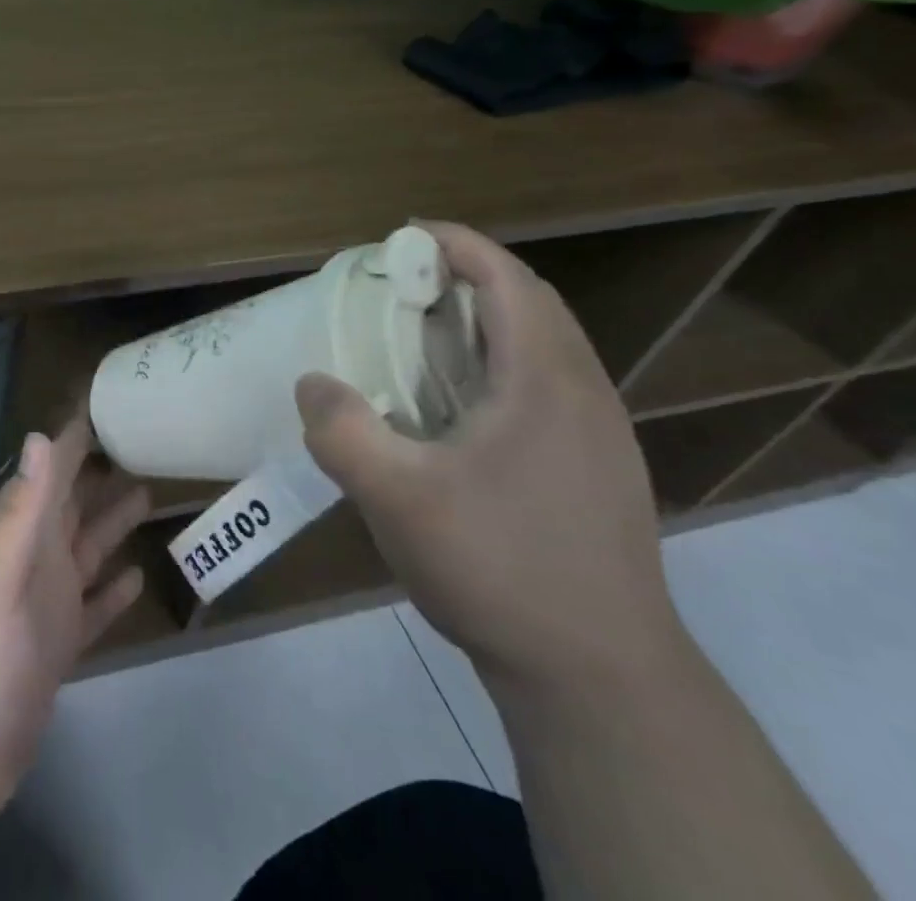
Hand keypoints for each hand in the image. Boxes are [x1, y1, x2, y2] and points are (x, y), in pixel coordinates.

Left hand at [0, 417, 149, 821]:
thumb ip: (21, 511)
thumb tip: (39, 436)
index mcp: (18, 537)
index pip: (49, 472)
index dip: (73, 438)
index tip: (104, 403)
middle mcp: (33, 561)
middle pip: (72, 506)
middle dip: (100, 473)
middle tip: (140, 441)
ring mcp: (45, 606)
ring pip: (86, 550)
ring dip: (112, 523)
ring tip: (147, 492)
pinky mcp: (58, 649)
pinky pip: (92, 607)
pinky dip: (112, 591)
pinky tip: (137, 576)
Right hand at [296, 222, 686, 695]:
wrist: (601, 679)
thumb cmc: (499, 568)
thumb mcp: (396, 497)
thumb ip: (341, 430)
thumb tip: (314, 383)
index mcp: (545, 382)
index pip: (508, 280)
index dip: (457, 244)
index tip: (403, 235)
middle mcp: (584, 394)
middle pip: (532, 304)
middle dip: (468, 277)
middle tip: (403, 286)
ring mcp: (599, 436)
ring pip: (545, 347)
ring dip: (486, 321)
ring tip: (421, 338)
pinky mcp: (597, 472)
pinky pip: (547, 386)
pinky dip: (499, 365)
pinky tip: (457, 409)